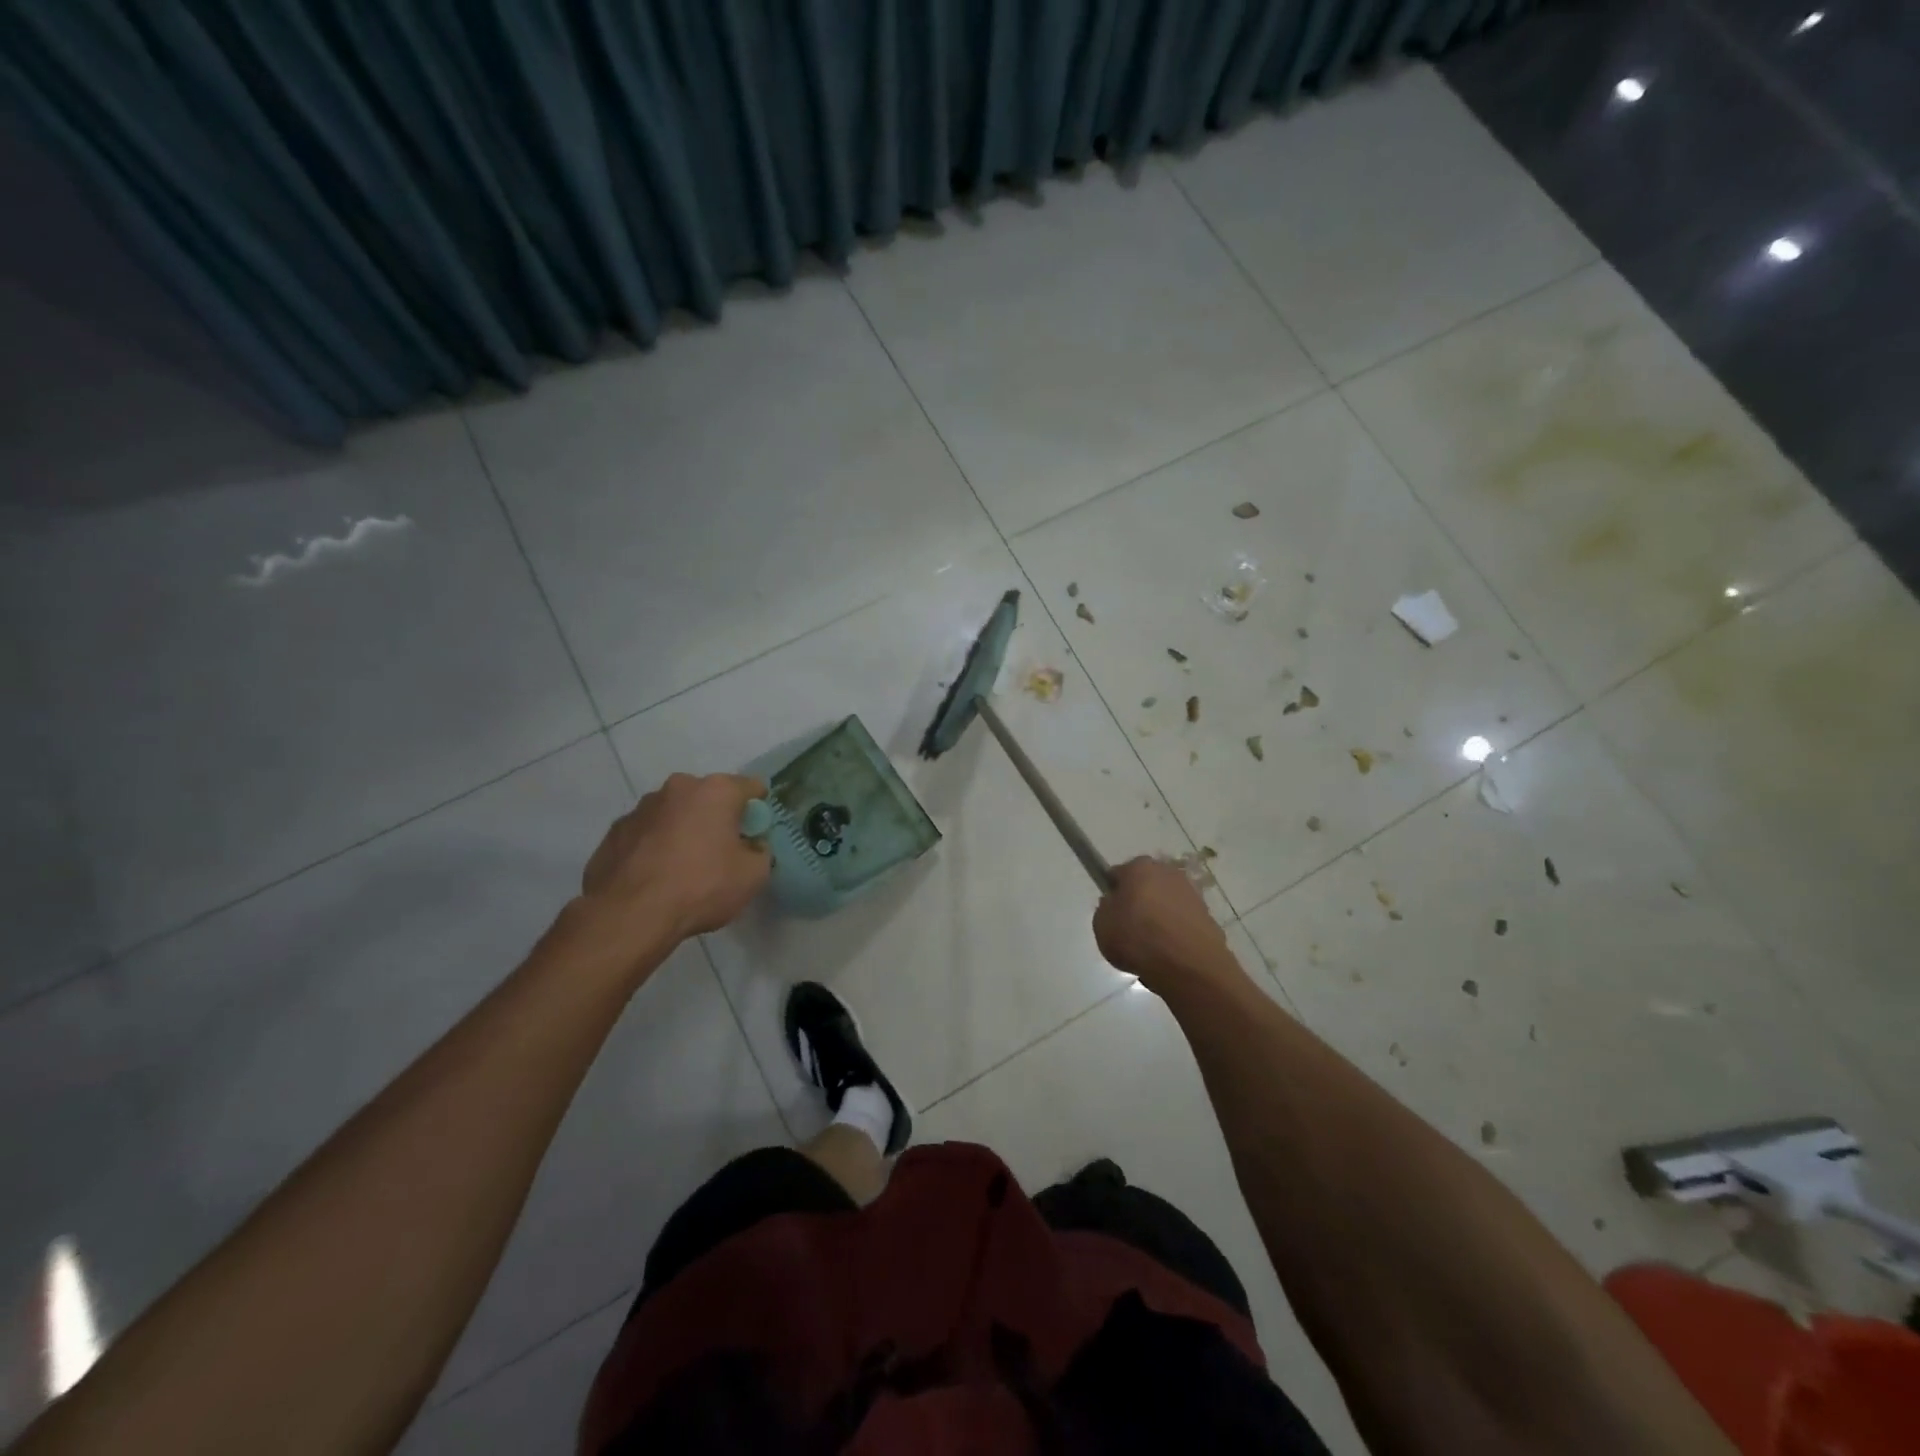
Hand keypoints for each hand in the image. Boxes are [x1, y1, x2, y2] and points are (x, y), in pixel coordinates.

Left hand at [582, 773, 770, 939]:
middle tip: (721, 852)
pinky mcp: (614, 832)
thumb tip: (751, 846)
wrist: (630, 915)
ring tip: (683, 868)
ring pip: (674, 813)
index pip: (751, 787)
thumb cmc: (702, 887)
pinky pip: (646, 833)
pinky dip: (655, 847)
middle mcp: (678, 788)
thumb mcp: (754, 875)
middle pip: (709, 797)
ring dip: (683, 830)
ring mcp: (641, 808)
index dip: (758, 810)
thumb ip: (760, 851)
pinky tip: (655, 877)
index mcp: (716, 791)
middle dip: (717, 818)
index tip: (755, 834)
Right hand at [1093, 857, 1240, 993]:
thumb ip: (1106, 908)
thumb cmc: (1137, 938)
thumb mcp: (1101, 924)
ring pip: (1166, 902)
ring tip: (1151, 945)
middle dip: (1139, 901)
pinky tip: (1169, 952)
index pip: (1119, 874)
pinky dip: (1175, 931)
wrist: (1188, 965)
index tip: (1111, 912)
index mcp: (1139, 867)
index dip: (1113, 893)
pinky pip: (1182, 921)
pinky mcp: (1208, 915)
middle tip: (1130, 927)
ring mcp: (1191, 893)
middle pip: (1146, 885)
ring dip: (1159, 916)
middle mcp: (1168, 872)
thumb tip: (1116, 904)